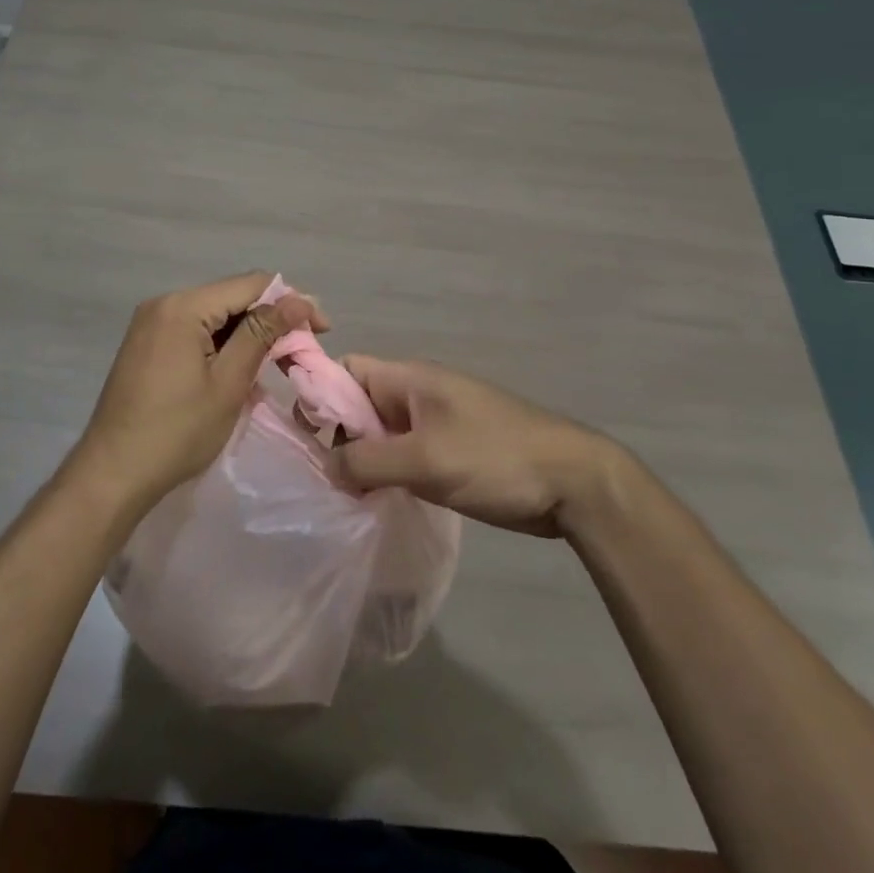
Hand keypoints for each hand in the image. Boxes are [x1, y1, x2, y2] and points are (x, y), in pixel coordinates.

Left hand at [67, 272, 326, 513]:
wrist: (112, 474)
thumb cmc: (177, 431)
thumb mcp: (228, 383)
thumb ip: (262, 334)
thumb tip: (299, 299)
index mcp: (183, 307)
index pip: (251, 285)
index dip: (291, 302)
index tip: (322, 329)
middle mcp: (165, 304)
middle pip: (232, 298)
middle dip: (271, 320)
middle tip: (302, 352)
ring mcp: (151, 324)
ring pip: (215, 317)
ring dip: (248, 336)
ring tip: (276, 366)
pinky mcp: (147, 345)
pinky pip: (195, 332)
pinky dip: (222, 347)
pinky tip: (240, 372)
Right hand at [330, 357, 619, 536]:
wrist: (571, 482)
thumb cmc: (494, 456)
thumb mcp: (424, 459)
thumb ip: (367, 461)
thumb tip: (326, 467)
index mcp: (408, 378)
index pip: (347, 370)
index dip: (319, 393)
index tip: (303, 436)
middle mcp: (416, 395)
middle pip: (359, 404)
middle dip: (338, 436)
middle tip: (325, 478)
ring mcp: (435, 424)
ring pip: (381, 434)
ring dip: (363, 460)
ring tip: (346, 497)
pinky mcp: (449, 453)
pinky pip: (403, 456)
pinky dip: (387, 474)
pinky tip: (377, 502)